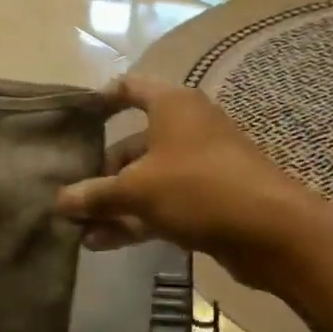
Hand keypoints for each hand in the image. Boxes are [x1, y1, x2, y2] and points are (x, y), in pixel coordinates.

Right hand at [55, 77, 311, 290]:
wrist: (272, 231)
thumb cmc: (199, 187)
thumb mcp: (137, 189)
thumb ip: (95, 194)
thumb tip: (59, 201)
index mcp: (172, 106)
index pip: (128, 88)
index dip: (99, 100)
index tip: (73, 120)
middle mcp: (185, 129)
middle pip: (132, 144)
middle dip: (99, 172)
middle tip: (69, 195)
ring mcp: (198, 166)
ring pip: (145, 179)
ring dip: (113, 203)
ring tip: (77, 228)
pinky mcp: (207, 200)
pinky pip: (162, 204)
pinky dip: (134, 220)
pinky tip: (101, 243)